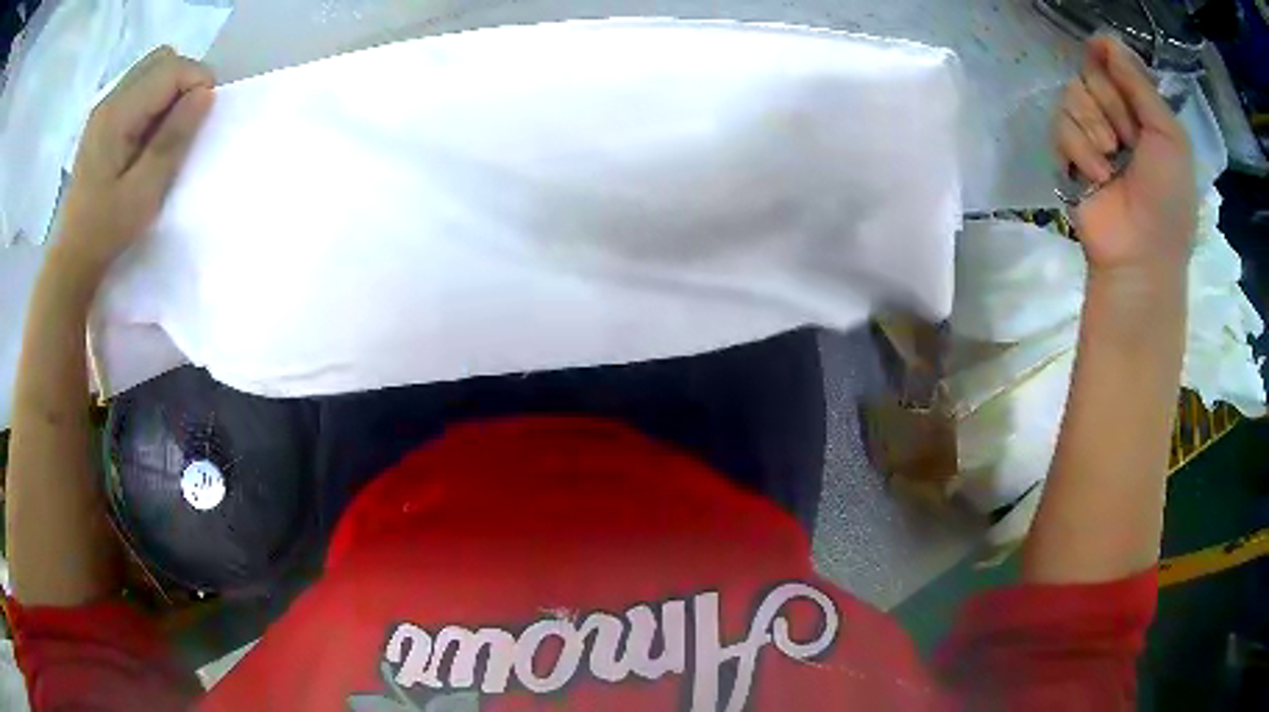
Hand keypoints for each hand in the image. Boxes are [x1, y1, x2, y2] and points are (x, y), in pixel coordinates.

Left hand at [55, 46, 214, 278]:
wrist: (70, 259)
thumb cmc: (105, 232)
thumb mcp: (144, 193)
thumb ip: (173, 139)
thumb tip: (206, 94)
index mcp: (117, 114)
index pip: (171, 69)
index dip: (197, 84)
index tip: (201, 120)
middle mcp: (110, 99)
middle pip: (162, 60)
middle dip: (183, 81)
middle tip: (182, 124)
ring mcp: (104, 107)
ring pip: (151, 69)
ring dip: (168, 89)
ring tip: (164, 131)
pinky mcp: (102, 119)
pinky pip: (138, 87)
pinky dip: (152, 99)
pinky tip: (146, 134)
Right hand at [1054, 36, 1196, 283]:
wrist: (1142, 254)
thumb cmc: (1168, 199)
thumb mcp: (1170, 138)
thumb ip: (1141, 85)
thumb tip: (1104, 39)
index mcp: (1141, 108)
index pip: (1113, 58)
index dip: (1113, 62)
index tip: (1114, 69)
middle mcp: (1114, 112)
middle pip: (1089, 70)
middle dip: (1111, 104)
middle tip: (1129, 140)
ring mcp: (1089, 132)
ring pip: (1072, 94)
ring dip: (1096, 129)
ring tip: (1113, 163)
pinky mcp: (1067, 152)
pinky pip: (1060, 124)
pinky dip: (1081, 151)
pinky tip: (1098, 177)